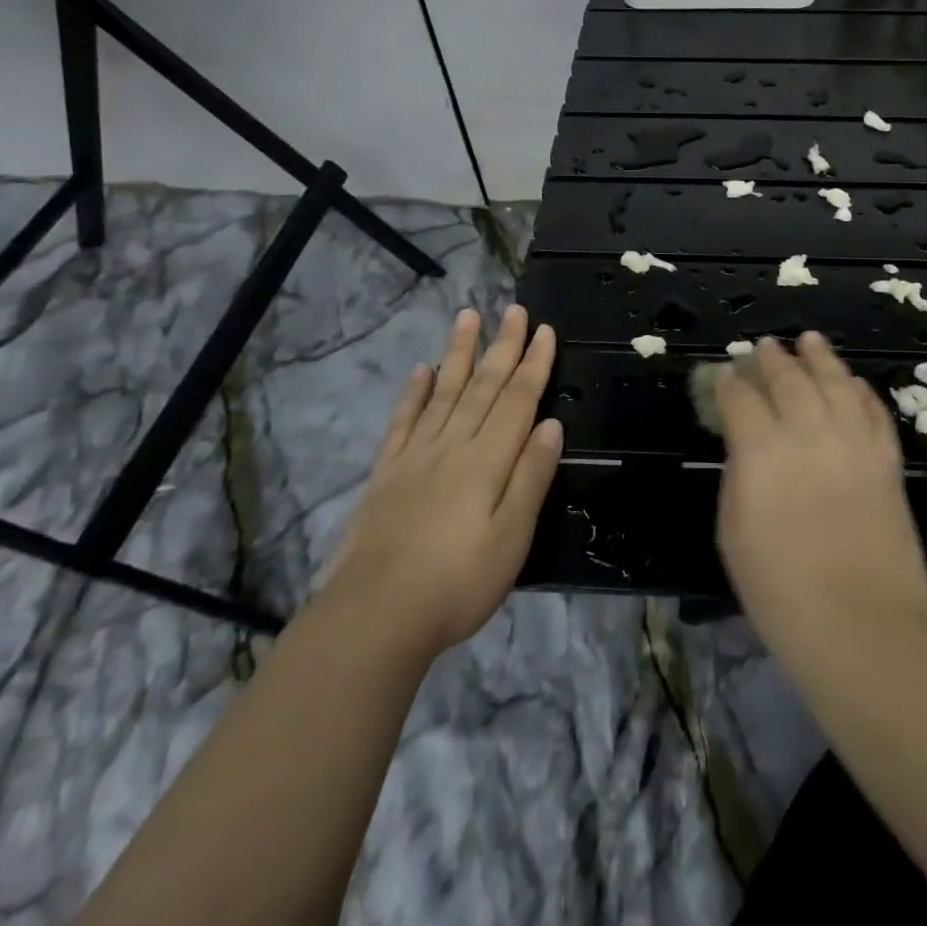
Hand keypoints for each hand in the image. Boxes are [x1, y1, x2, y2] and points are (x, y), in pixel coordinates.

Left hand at [320, 305, 562, 660]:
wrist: (374, 616)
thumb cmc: (457, 582)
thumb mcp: (512, 537)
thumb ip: (531, 477)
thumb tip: (551, 425)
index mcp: (487, 460)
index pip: (517, 399)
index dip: (533, 364)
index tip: (545, 330)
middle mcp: (452, 445)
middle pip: (482, 386)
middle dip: (502, 346)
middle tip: (514, 309)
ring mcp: (415, 456)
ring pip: (443, 391)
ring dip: (459, 352)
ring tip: (468, 317)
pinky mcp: (386, 473)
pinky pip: (403, 421)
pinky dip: (414, 393)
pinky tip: (421, 370)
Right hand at [714, 333, 926, 668]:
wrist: (863, 630)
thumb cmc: (782, 593)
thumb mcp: (733, 535)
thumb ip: (738, 477)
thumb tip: (745, 446)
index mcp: (761, 451)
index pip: (740, 398)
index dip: (728, 383)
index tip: (723, 375)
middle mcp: (808, 433)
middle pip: (788, 378)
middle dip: (771, 359)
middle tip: (764, 347)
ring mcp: (853, 442)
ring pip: (835, 381)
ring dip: (819, 356)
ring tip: (809, 339)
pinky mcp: (887, 459)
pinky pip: (873, 409)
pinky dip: (860, 390)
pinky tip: (851, 381)